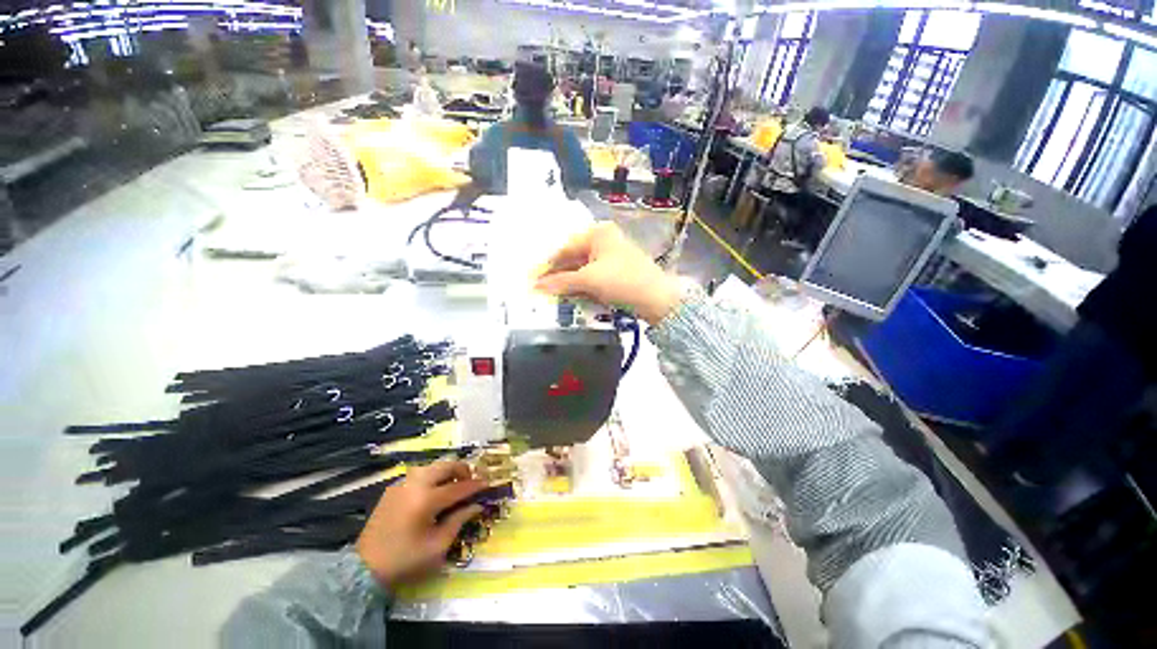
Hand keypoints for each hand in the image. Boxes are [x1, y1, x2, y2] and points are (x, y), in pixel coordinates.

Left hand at [355, 461, 487, 588]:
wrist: (363, 569)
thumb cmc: (405, 561)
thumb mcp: (437, 546)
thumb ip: (459, 521)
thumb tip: (476, 505)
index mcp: (427, 500)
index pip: (459, 486)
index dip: (476, 485)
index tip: (488, 484)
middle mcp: (415, 485)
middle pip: (446, 466)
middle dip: (463, 470)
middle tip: (471, 482)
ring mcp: (402, 484)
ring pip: (432, 466)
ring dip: (447, 471)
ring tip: (453, 485)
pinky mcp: (392, 488)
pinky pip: (418, 474)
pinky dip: (432, 477)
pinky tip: (433, 491)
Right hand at [534, 223, 682, 324]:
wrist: (658, 300)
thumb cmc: (623, 281)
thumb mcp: (589, 280)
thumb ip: (561, 282)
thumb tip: (536, 286)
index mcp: (598, 234)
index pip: (565, 249)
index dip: (548, 266)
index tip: (533, 280)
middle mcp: (604, 241)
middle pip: (574, 259)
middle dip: (559, 276)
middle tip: (542, 290)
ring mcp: (612, 257)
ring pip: (583, 270)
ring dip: (569, 283)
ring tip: (554, 295)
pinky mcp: (617, 273)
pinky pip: (593, 278)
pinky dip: (582, 287)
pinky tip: (573, 296)